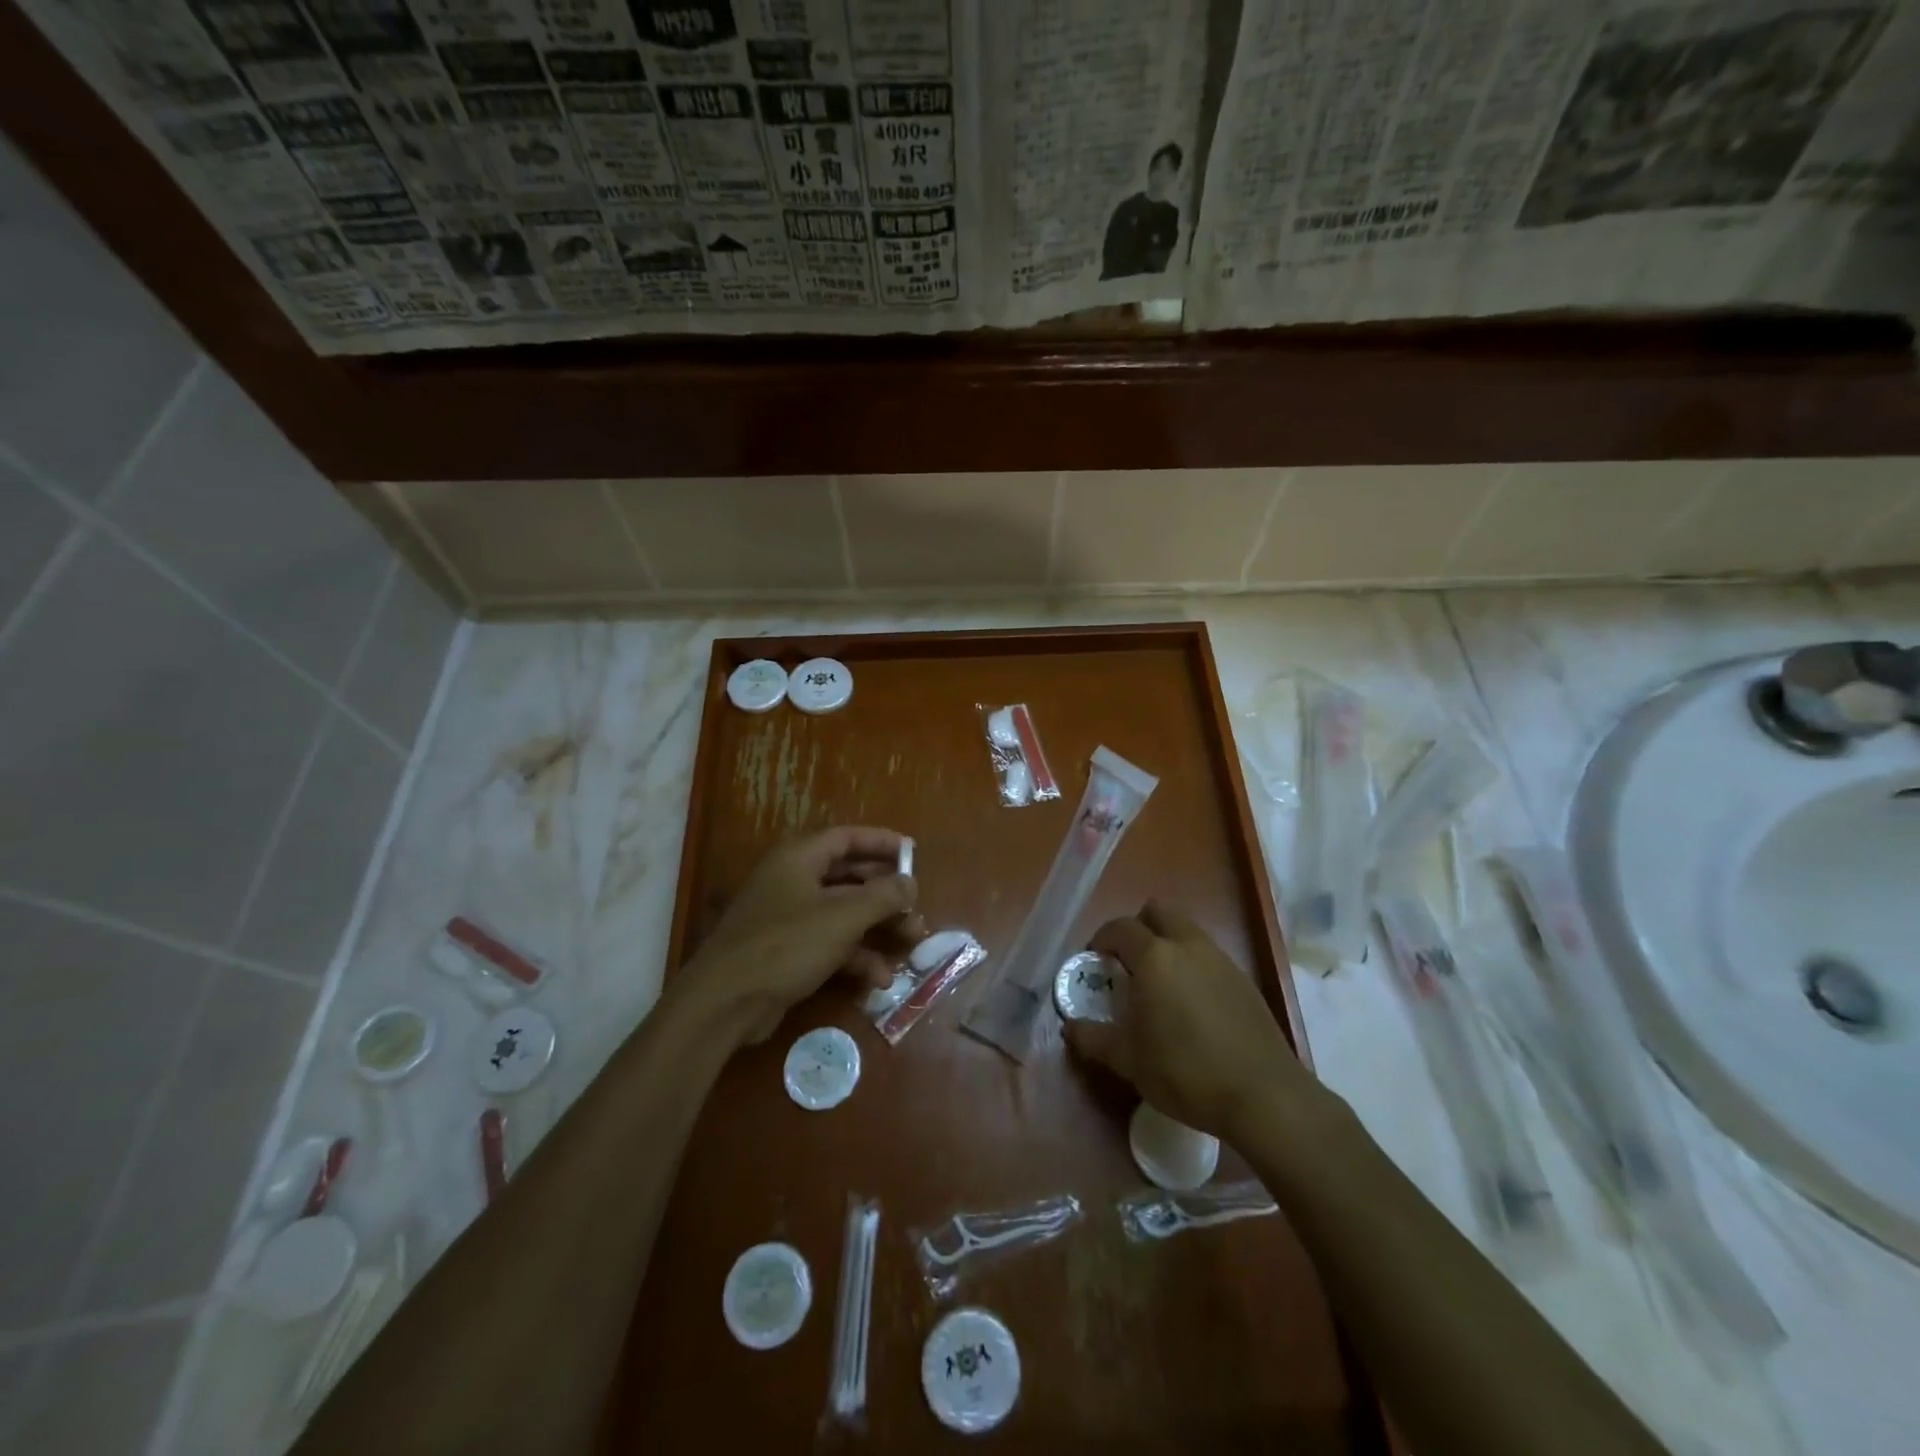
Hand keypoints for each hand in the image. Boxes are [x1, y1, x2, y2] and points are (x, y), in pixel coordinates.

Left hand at [679, 826, 920, 1044]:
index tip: (913, 854)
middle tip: (916, 905)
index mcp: (800, 858)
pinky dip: (855, 956)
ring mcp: (788, 917)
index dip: (882, 843)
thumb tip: (910, 883)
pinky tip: (879, 979)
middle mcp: (793, 880)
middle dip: (886, 893)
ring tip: (911, 943)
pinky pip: (829, 943)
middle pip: (848, 876)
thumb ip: (882, 895)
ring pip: (843, 913)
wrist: (726, 1002)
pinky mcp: (786, 951)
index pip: (847, 838)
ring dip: (876, 927)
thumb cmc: (787, 945)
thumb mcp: (843, 917)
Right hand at [1065, 902, 1318, 1139]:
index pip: (1120, 927)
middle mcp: (1188, 946)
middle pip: (1158, 911)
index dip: (1101, 939)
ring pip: (1187, 931)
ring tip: (1158, 985)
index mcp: (1155, 957)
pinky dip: (1192, 965)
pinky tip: (1191, 1005)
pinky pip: (1209, 956)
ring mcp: (1221, 960)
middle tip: (1126, 962)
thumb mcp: (1128, 1061)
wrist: (1264, 1095)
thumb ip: (1094, 1038)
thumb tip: (1069, 1026)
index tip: (1093, 962)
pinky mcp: (1244, 981)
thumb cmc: (1185, 1072)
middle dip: (1138, 927)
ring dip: (1167, 944)